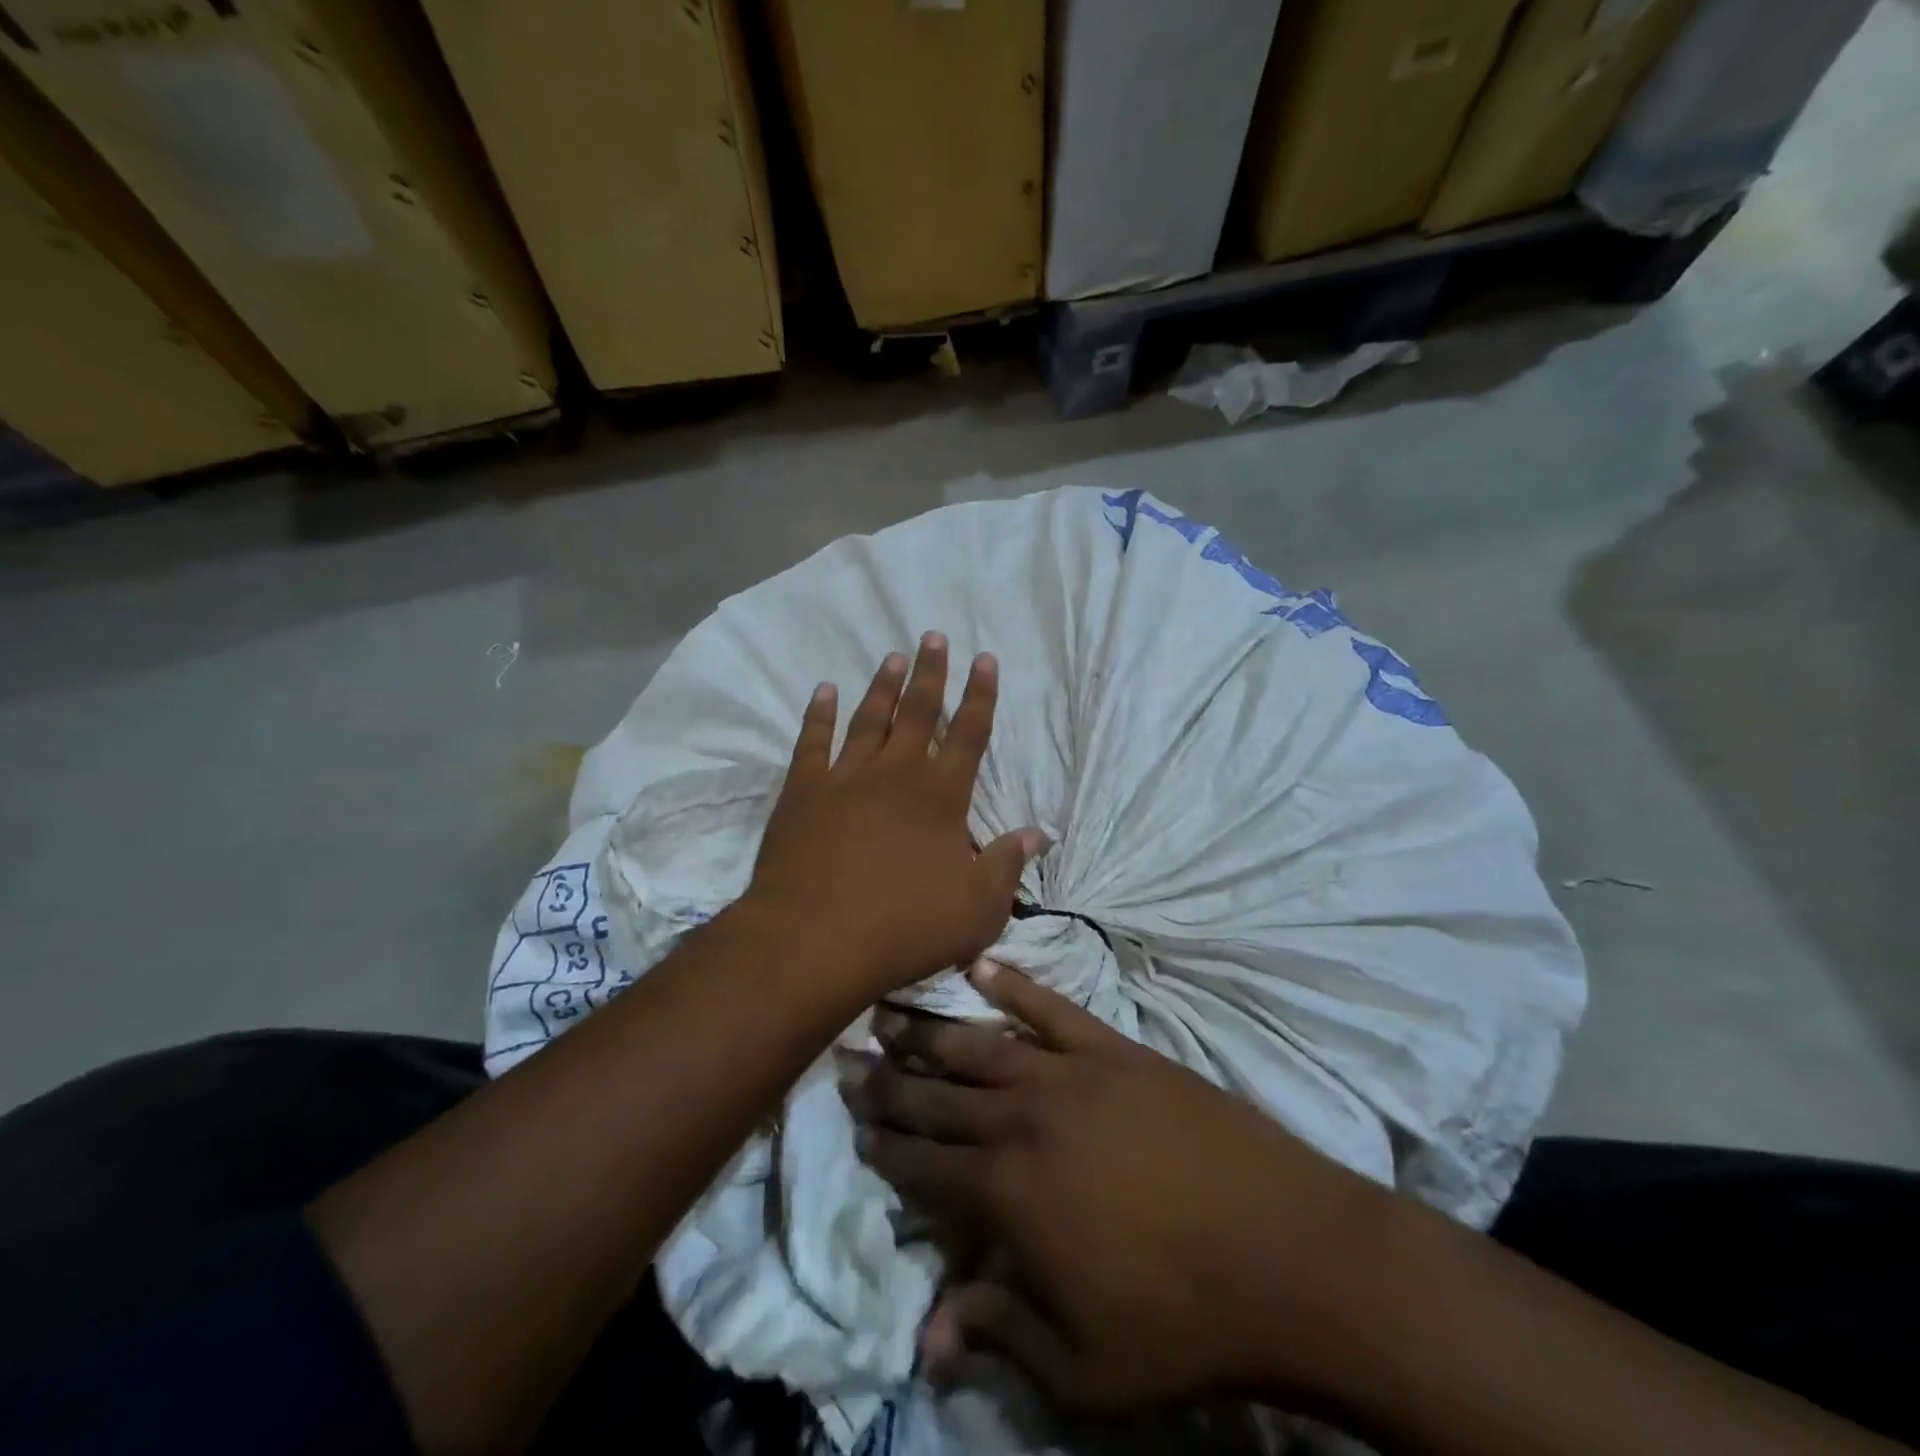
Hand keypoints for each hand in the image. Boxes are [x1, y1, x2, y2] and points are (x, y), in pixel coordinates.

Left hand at [741, 633, 1043, 1005]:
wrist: (815, 940)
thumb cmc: (905, 927)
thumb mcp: (977, 909)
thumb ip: (1007, 866)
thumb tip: (1038, 834)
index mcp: (941, 796)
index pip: (969, 733)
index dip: (980, 694)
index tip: (984, 659)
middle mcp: (896, 773)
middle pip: (918, 711)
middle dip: (931, 672)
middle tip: (933, 636)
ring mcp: (845, 778)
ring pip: (869, 718)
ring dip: (883, 686)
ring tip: (893, 656)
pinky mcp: (803, 792)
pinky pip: (812, 741)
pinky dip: (818, 714)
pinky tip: (824, 691)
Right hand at [845, 963, 1402, 1416]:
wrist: (1286, 1253)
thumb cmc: (1182, 1322)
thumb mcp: (1082, 1365)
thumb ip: (997, 1331)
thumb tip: (925, 1338)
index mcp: (1007, 1194)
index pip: (924, 1164)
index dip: (885, 1146)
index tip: (855, 1125)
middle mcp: (1023, 1119)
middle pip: (939, 1094)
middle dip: (889, 1080)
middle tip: (848, 1057)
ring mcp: (1070, 1074)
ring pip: (980, 1043)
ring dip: (930, 1028)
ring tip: (889, 1008)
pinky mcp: (1114, 1049)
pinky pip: (1051, 1007)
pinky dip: (1013, 984)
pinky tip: (981, 966)